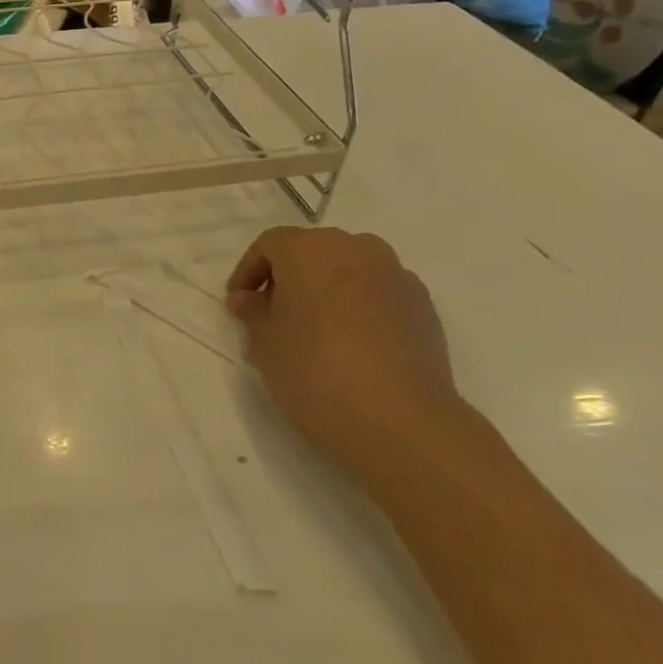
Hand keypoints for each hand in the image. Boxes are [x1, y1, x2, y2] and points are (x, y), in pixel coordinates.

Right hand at [226, 227, 469, 488]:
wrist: (399, 419)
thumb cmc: (314, 370)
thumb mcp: (264, 343)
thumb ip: (253, 312)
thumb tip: (249, 299)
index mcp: (310, 250)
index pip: (270, 244)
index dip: (248, 271)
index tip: (238, 305)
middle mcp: (356, 249)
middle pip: (312, 251)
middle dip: (289, 278)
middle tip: (273, 315)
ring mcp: (396, 275)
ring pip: (349, 270)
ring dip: (326, 290)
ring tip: (313, 331)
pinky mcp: (424, 306)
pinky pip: (378, 294)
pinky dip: (359, 307)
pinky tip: (351, 345)